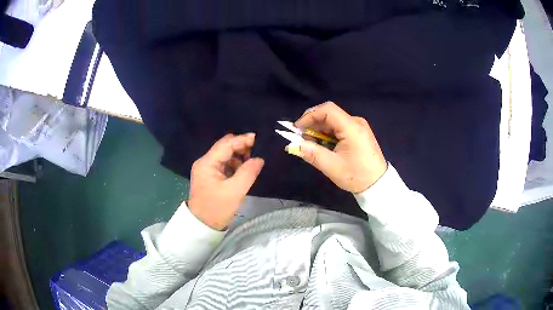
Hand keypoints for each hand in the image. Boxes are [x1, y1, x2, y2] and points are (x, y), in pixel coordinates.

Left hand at [187, 133, 264, 229]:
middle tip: (257, 152)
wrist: (203, 225)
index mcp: (207, 163)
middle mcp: (205, 162)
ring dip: (238, 156)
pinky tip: (243, 170)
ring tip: (252, 163)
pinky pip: (224, 164)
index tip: (258, 139)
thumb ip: (248, 173)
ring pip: (225, 155)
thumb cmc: (217, 208)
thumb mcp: (235, 191)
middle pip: (224, 147)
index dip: (242, 140)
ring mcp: (206, 169)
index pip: (226, 144)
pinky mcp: (210, 176)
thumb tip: (259, 159)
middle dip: (241, 147)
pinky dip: (234, 164)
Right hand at [292, 102, 386, 192]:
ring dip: (320, 130)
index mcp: (352, 127)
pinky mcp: (359, 133)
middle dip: (313, 124)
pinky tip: (324, 146)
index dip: (309, 116)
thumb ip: (312, 153)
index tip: (297, 128)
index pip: (327, 110)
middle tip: (302, 139)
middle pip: (330, 114)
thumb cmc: (356, 176)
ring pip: (334, 121)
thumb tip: (293, 146)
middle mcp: (356, 122)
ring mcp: (359, 127)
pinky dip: (328, 134)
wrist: (378, 184)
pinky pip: (340, 127)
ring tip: (312, 145)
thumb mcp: (332, 166)